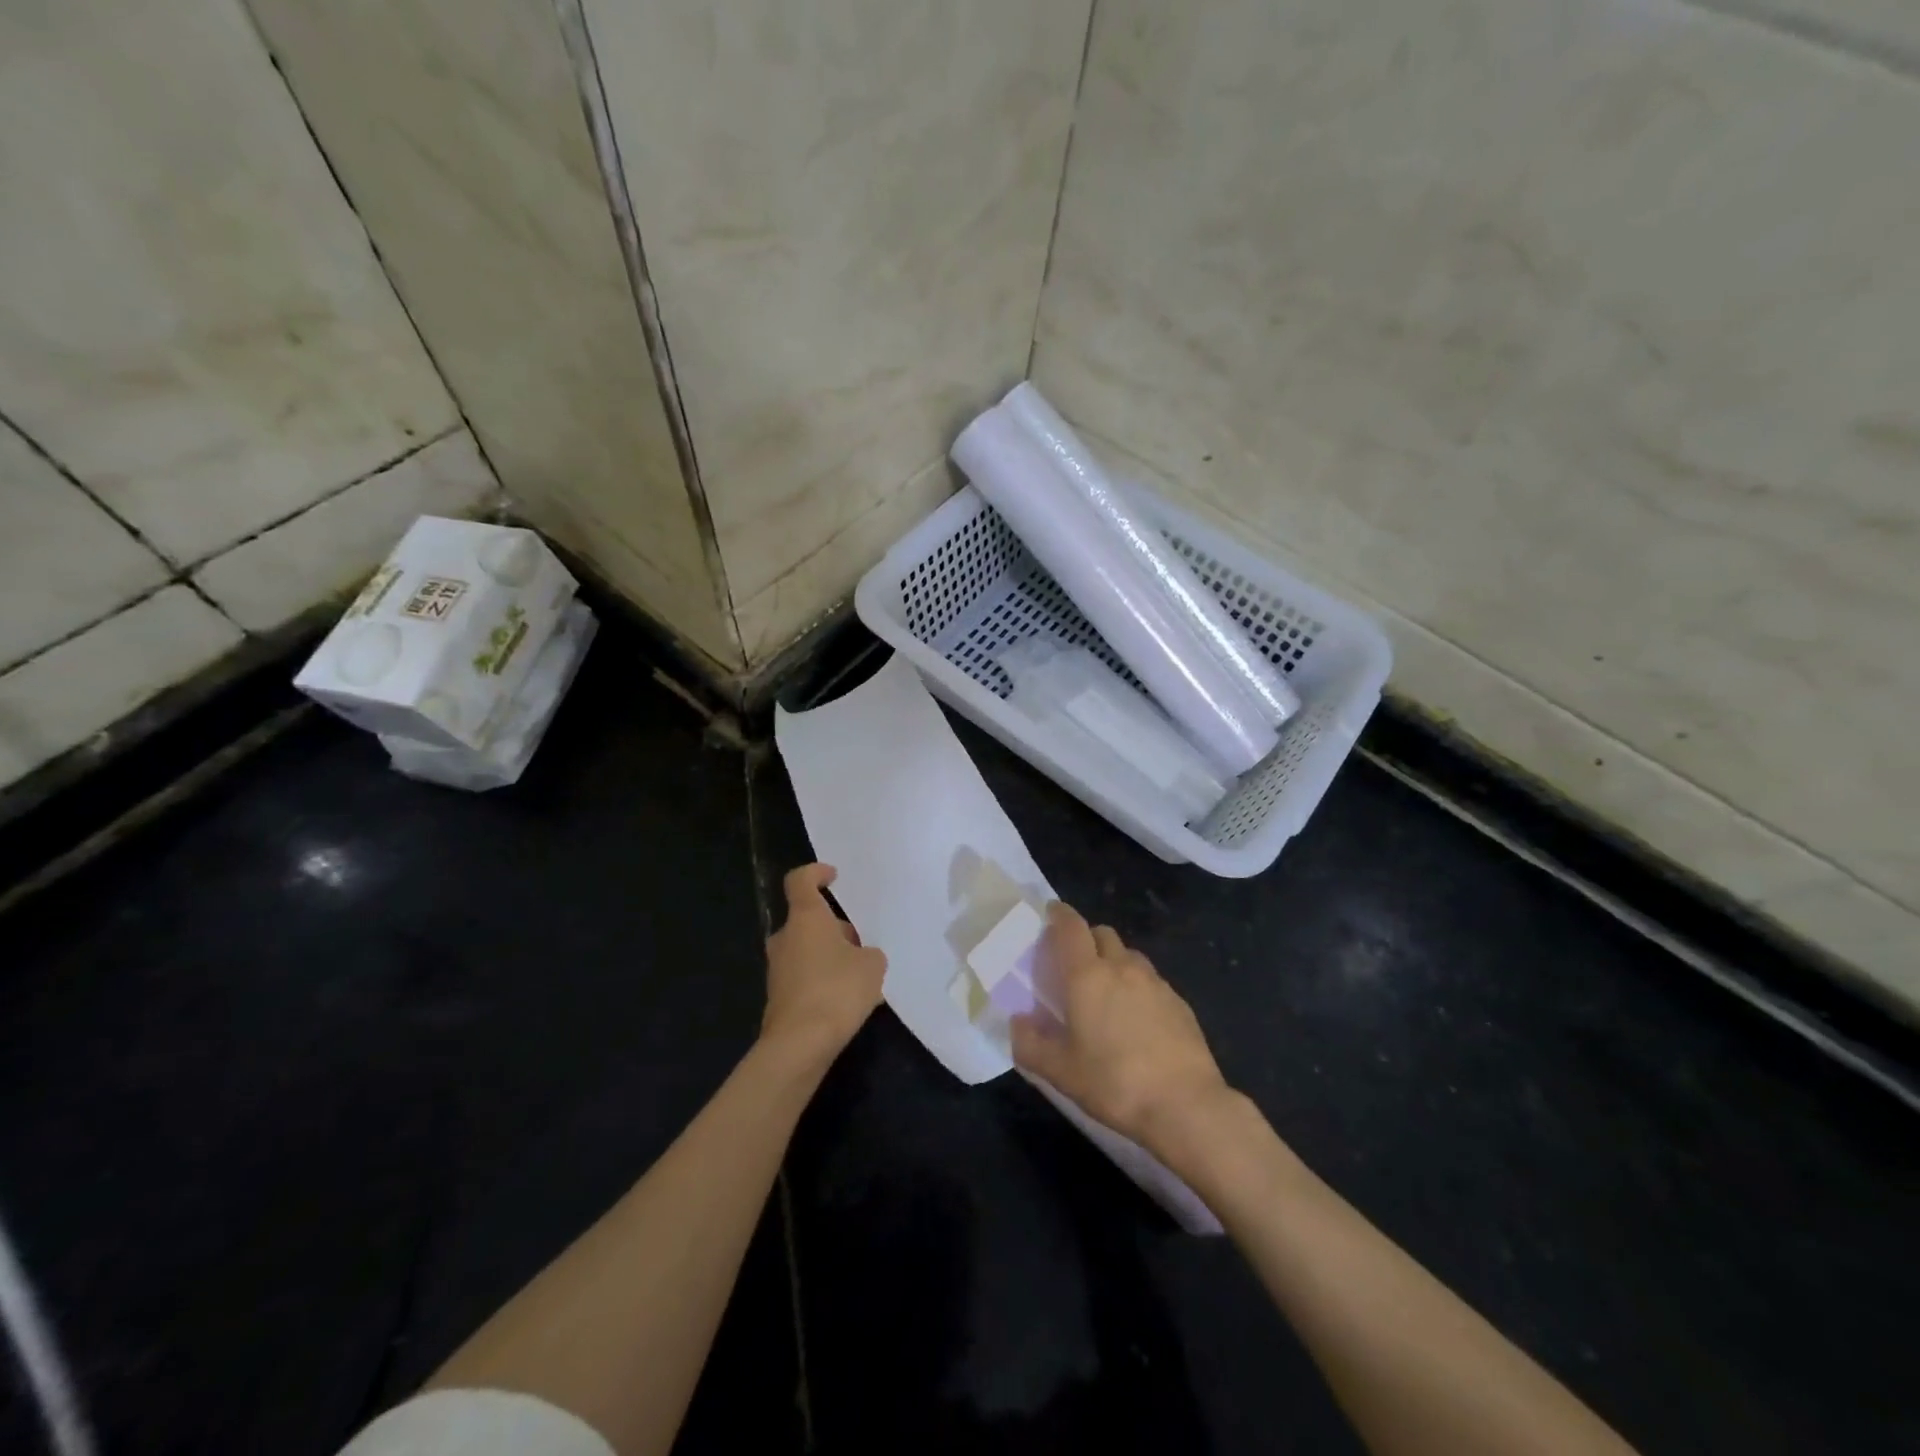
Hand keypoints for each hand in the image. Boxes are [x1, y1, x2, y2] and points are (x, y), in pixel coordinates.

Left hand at [763, 864, 886, 1062]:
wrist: (799, 1044)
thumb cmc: (837, 990)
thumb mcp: (873, 966)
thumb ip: (869, 953)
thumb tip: (859, 958)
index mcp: (805, 918)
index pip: (801, 880)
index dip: (816, 873)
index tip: (833, 877)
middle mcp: (786, 937)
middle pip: (809, 920)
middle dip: (835, 928)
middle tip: (862, 944)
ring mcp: (778, 968)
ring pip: (807, 949)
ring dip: (830, 956)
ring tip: (861, 977)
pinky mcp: (778, 996)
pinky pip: (804, 976)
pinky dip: (823, 980)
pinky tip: (846, 1001)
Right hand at [1011, 903, 1232, 1154]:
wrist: (1185, 1104)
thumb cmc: (1114, 1082)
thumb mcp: (1060, 1072)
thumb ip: (1030, 1044)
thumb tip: (1017, 1022)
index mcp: (1087, 975)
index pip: (1071, 927)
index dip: (1059, 915)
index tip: (1050, 914)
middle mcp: (1121, 967)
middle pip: (1102, 933)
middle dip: (1086, 939)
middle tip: (1074, 964)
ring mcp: (1155, 982)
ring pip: (1129, 955)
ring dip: (1113, 961)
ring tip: (1106, 991)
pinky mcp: (1179, 1002)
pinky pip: (1151, 979)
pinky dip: (1137, 986)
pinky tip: (1136, 1018)